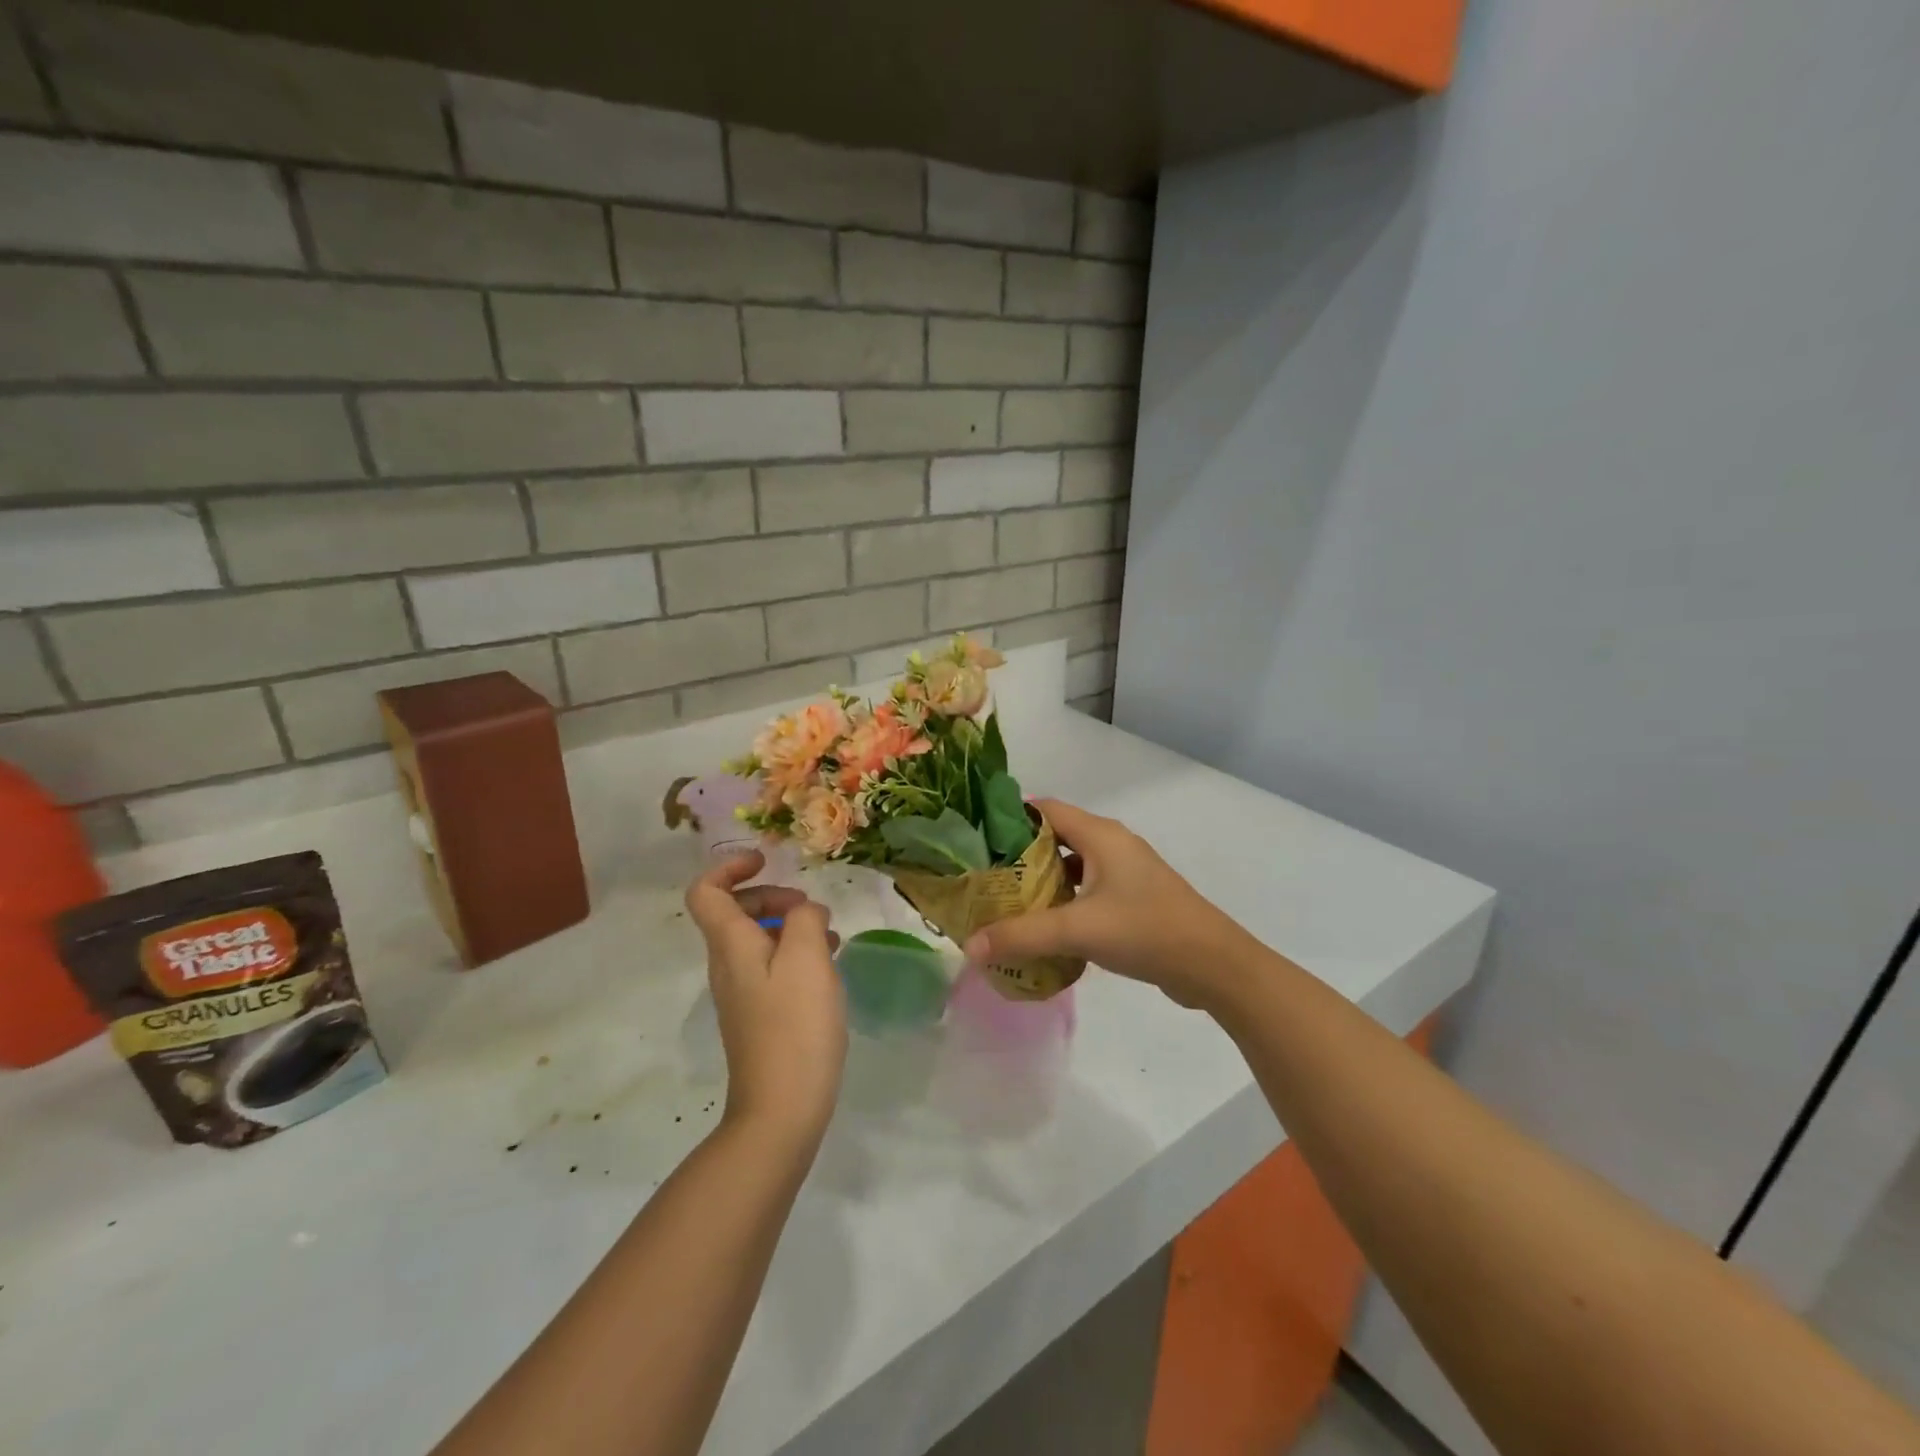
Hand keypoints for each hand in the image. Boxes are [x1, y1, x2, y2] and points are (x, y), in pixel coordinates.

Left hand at [685, 852, 847, 1142]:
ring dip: (790, 925)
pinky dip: (796, 953)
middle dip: (772, 896)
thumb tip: (804, 912)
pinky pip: (771, 965)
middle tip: (810, 908)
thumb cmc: (795, 1025)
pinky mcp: (759, 1014)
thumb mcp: (807, 957)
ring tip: (829, 936)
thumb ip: (804, 918)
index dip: (730, 866)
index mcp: (731, 945)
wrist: (782, 1108)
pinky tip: (828, 966)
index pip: (706, 891)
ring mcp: (742, 992)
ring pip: (758, 938)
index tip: (767, 861)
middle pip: (735, 911)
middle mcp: (728, 964)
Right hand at [962, 799, 1260, 1010]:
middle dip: (1018, 856)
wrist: (1214, 965)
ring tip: (1004, 903)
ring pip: (1071, 866)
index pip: (1043, 808)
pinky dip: (1063, 902)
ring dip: (1041, 882)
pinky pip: (1087, 890)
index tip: (974, 840)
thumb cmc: (1146, 930)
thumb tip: (969, 948)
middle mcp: (1111, 844)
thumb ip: (1022, 936)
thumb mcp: (1078, 931)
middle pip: (1054, 837)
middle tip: (982, 878)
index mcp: (1100, 835)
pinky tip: (1044, 927)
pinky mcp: (1133, 898)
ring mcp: (1125, 872)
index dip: (1008, 818)